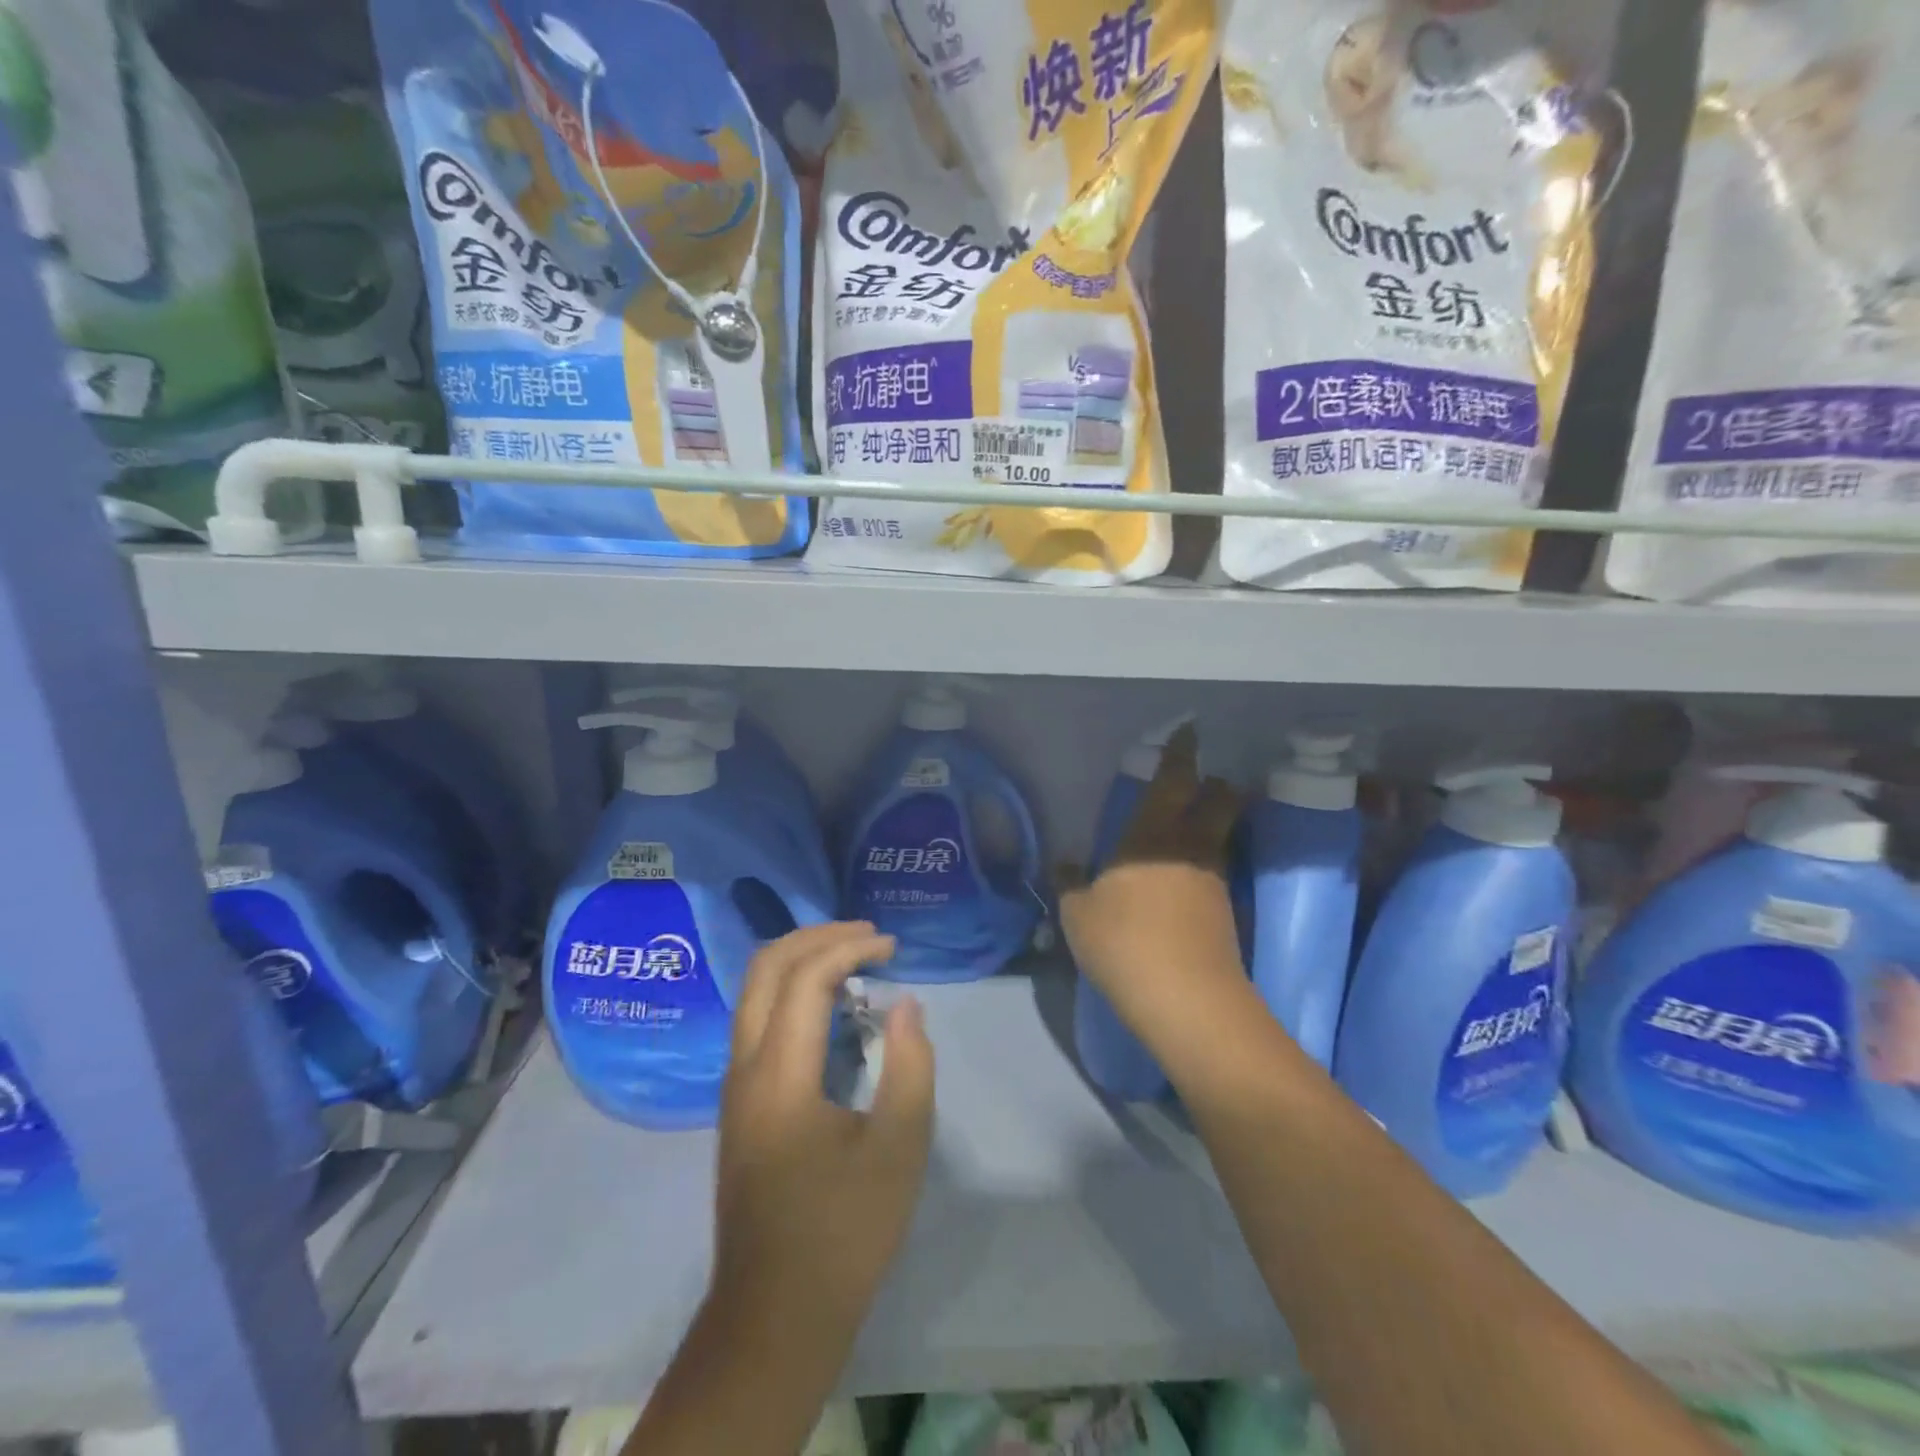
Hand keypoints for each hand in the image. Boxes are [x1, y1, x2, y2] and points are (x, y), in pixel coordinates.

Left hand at [711, 922, 935, 1342]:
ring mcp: (734, 1086)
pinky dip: (791, 990)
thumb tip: (905, 1004)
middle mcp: (744, 1068)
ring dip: (800, 960)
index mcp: (780, 1075)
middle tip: (868, 936)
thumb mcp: (899, 1149)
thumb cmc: (844, 1232)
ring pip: (753, 991)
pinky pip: (757, 1019)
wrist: (774, 1316)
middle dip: (816, 937)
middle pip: (765, 968)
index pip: (805, 978)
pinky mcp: (739, 1104)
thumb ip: (910, 1066)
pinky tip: (830, 1007)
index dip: (849, 948)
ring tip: (853, 959)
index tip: (892, 947)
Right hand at [1059, 724, 1246, 1036]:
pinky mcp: (1225, 914)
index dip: (1180, 753)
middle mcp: (1190, 849)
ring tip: (1186, 833)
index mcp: (1152, 836)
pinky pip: (1214, 873)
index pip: (1174, 781)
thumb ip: (1070, 885)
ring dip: (1210, 827)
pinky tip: (1182, 883)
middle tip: (1204, 780)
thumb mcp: (1079, 914)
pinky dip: (1202, 866)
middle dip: (1216, 786)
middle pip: (1219, 802)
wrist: (1187, 1000)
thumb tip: (1064, 866)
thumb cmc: (1125, 943)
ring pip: (1219, 838)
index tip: (1187, 731)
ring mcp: (1214, 881)